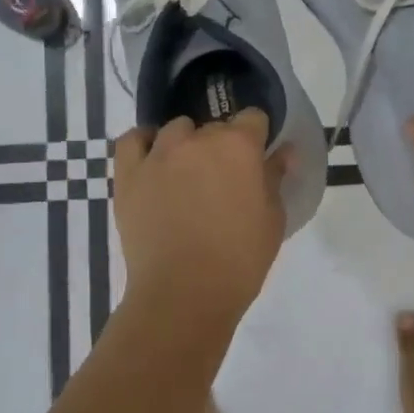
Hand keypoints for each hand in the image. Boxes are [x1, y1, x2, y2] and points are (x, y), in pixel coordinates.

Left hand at [113, 110, 290, 318]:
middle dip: (223, 146)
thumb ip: (275, 177)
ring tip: (188, 174)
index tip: (257, 158)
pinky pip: (133, 140)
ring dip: (187, 144)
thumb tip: (284, 151)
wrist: (184, 295)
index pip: (253, 117)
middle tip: (224, 180)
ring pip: (177, 130)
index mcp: (239, 146)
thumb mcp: (273, 219)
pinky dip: (145, 143)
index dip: (257, 136)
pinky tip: (154, 160)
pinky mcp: (129, 174)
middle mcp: (198, 139)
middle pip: (215, 126)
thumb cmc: (239, 260)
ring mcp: (159, 154)